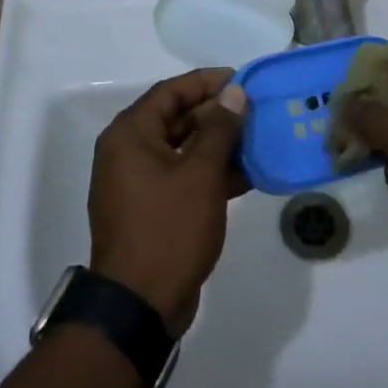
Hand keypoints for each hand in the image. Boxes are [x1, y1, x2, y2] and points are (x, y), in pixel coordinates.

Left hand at [88, 69, 248, 334]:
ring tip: (258, 140)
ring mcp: (138, 183)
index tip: (242, 80)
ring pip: (183, 149)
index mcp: (130, 135)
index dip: (207, 82)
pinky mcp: (151, 209)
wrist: (139, 306)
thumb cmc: (168, 230)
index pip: (171, 91)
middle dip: (217, 114)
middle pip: (177, 118)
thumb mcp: (200, 175)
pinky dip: (211, 173)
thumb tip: (234, 93)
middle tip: (255, 111)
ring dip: (218, 145)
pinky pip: (183, 177)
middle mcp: (128, 152)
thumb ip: (220, 129)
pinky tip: (247, 175)